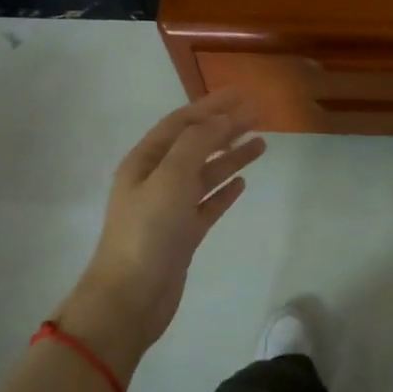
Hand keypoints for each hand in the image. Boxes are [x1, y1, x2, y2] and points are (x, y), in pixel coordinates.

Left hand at [54, 89, 264, 378]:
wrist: (131, 297)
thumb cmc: (147, 232)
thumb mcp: (170, 178)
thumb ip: (196, 144)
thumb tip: (221, 120)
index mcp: (145, 161)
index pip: (181, 122)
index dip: (212, 106)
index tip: (243, 94)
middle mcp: (156, 179)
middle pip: (195, 145)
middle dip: (225, 128)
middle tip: (259, 115)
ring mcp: (169, 208)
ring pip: (205, 173)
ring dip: (230, 157)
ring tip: (261, 144)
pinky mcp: (183, 234)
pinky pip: (207, 204)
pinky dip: (224, 191)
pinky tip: (242, 183)